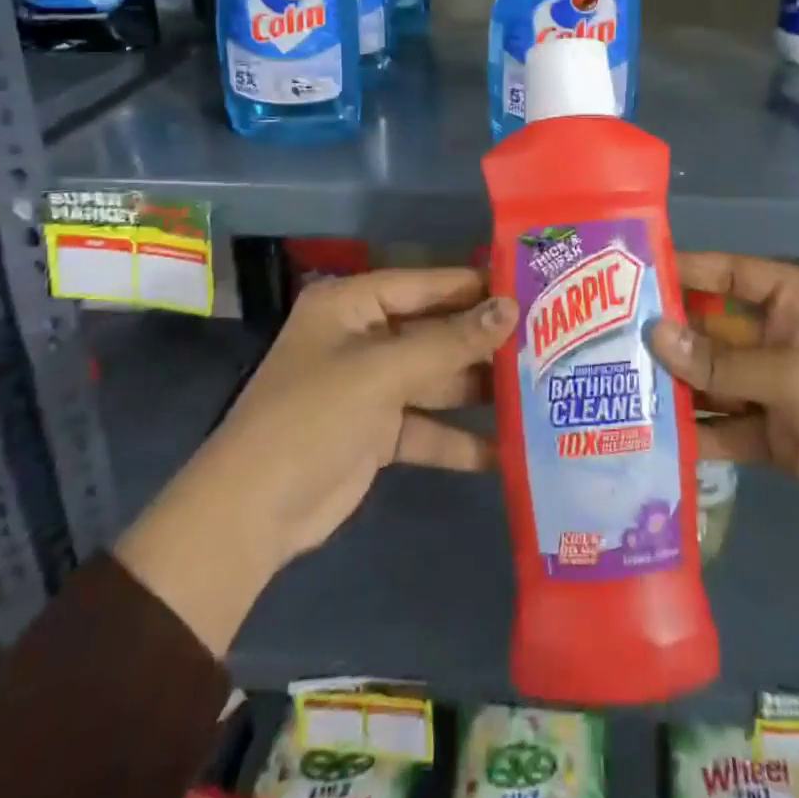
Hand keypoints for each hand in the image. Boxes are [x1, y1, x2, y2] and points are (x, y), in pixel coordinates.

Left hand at [117, 268, 516, 653]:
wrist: (253, 513)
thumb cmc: (314, 416)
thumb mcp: (383, 371)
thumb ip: (449, 341)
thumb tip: (510, 308)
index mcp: (351, 305)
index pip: (423, 283)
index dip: (472, 285)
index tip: (527, 285)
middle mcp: (362, 338)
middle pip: (433, 332)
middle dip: (482, 341)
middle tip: (545, 339)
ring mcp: (370, 387)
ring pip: (435, 380)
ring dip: (477, 389)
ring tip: (538, 388)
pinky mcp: (377, 433)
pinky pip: (427, 427)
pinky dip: (458, 440)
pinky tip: (507, 450)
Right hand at [654, 253, 798, 675]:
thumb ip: (724, 361)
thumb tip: (654, 334)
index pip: (734, 274)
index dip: (687, 270)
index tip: (632, 275)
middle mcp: (787, 339)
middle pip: (717, 328)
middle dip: (671, 336)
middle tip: (607, 339)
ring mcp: (782, 390)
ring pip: (717, 379)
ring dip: (678, 385)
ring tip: (618, 387)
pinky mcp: (779, 437)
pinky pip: (728, 424)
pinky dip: (699, 431)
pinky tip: (655, 437)